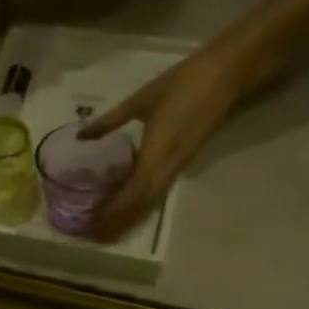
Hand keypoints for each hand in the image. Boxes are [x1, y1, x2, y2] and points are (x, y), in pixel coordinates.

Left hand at [80, 39, 254, 237]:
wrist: (227, 73)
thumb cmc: (182, 83)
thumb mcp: (140, 101)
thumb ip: (110, 121)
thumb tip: (81, 136)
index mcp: (157, 156)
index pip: (131, 196)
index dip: (110, 213)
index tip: (88, 224)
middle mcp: (168, 168)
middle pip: (140, 207)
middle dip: (116, 223)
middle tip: (90, 235)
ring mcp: (177, 167)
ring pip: (150, 203)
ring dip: (128, 218)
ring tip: (104, 229)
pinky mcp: (183, 162)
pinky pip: (158, 191)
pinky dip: (139, 204)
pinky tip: (125, 206)